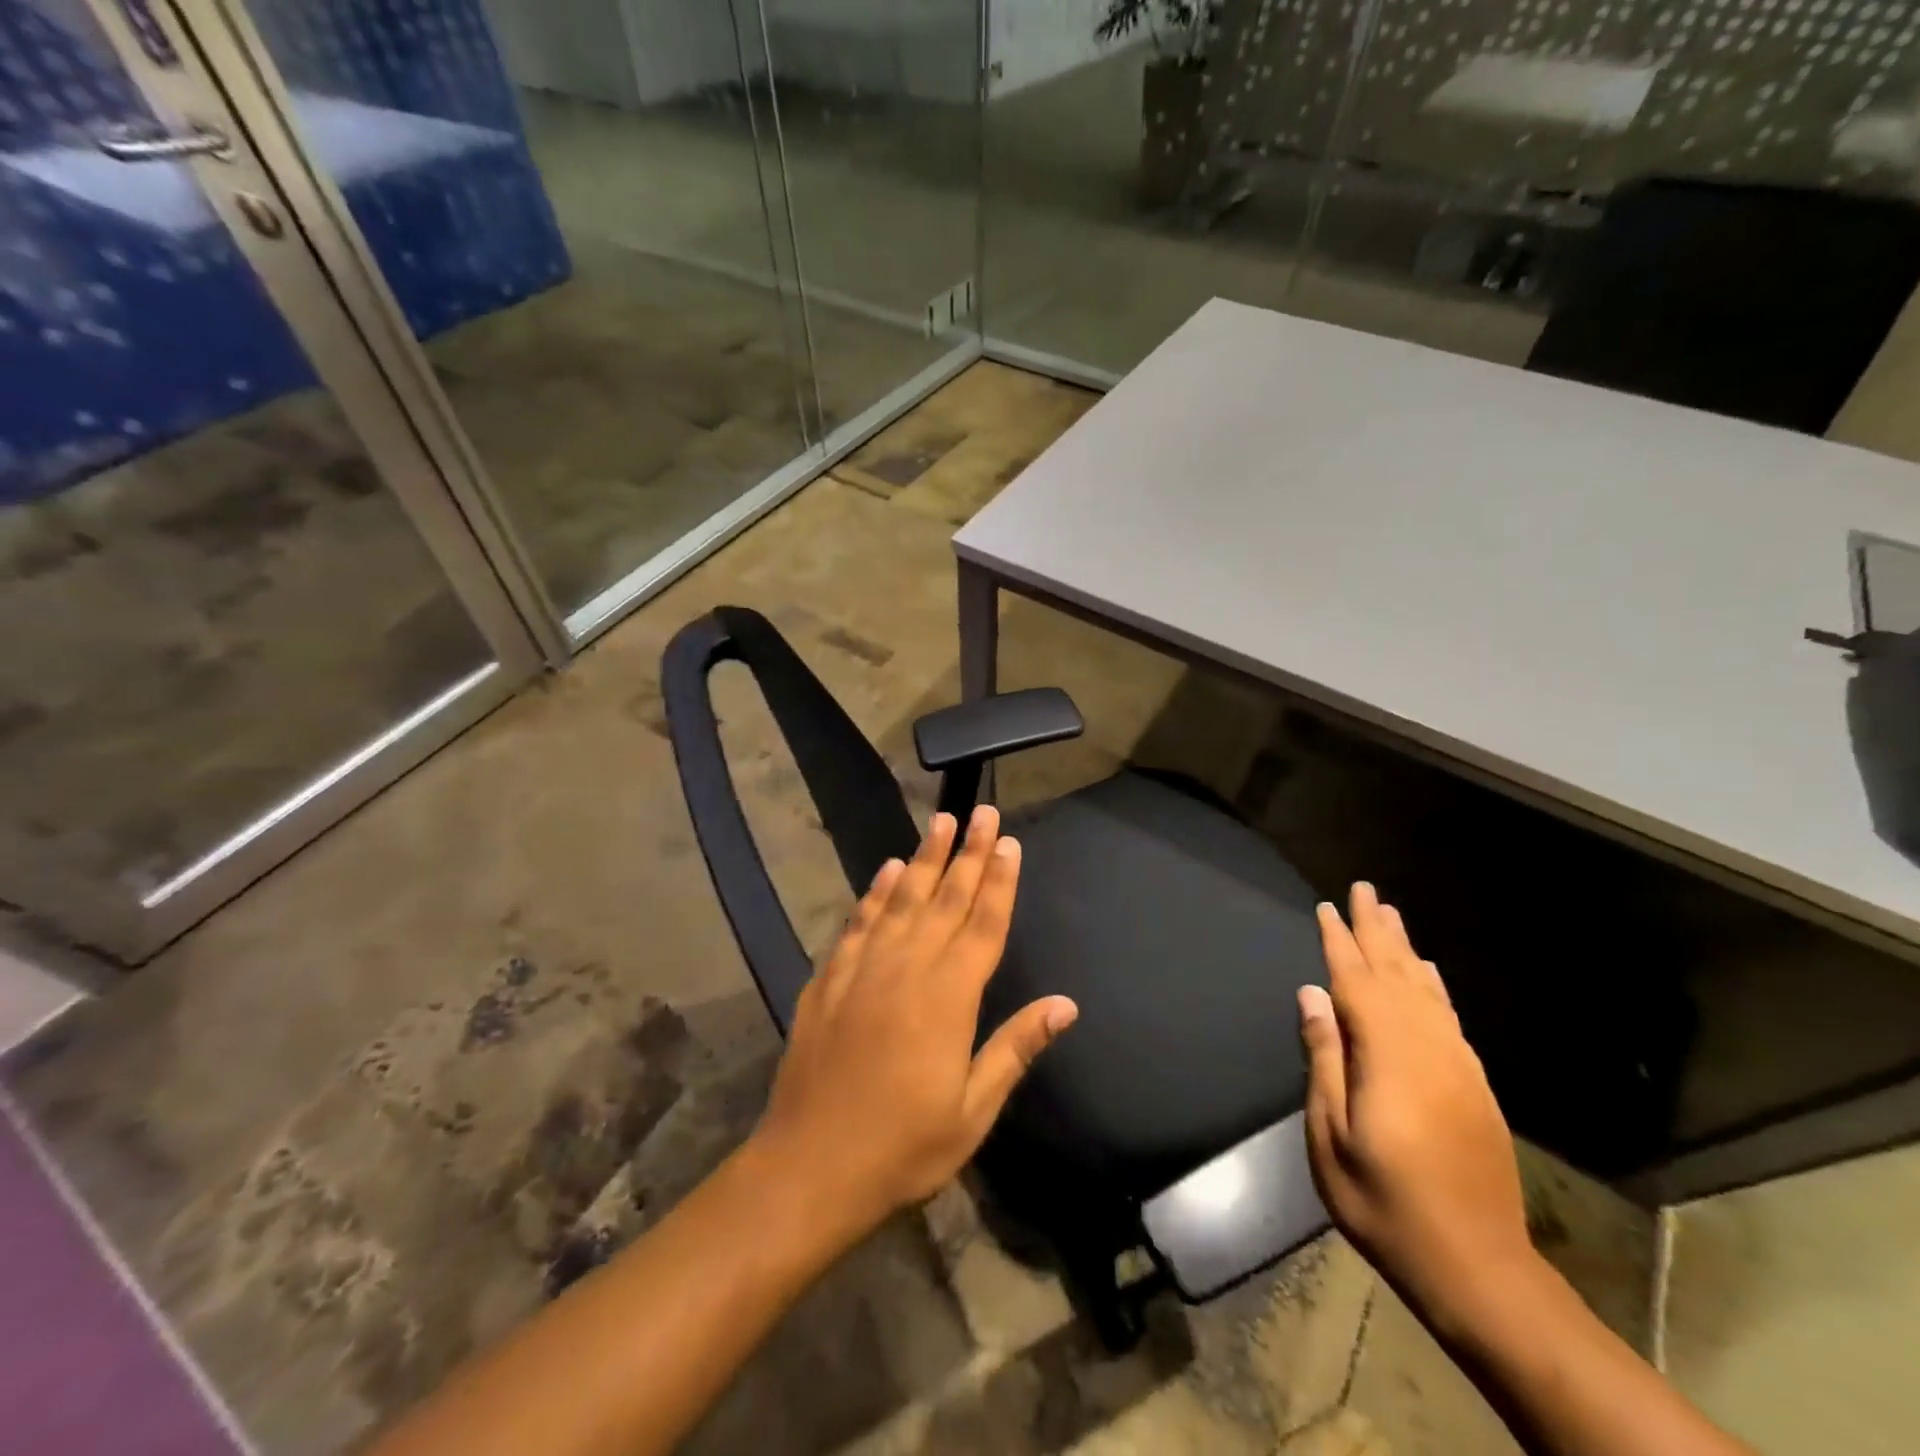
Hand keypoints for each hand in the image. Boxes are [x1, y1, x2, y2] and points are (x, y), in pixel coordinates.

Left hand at [747, 805, 1078, 1241]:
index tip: (1009, 842)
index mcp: (949, 998)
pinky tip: (887, 871)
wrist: (809, 1166)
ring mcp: (864, 969)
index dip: (999, 881)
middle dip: (968, 852)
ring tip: (940, 821)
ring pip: (902, 899)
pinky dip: (875, 893)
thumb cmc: (902, 1147)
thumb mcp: (972, 1111)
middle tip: (982, 811)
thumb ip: (1015, 1048)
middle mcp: (908, 968)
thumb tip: (1065, 1004)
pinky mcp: (830, 979)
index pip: (983, 924)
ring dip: (924, 858)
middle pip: (946, 898)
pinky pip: (858, 922)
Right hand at [1298, 883, 1531, 1317]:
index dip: (1339, 942)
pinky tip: (1427, 972)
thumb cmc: (1384, 1202)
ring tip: (1390, 915)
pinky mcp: (1474, 1085)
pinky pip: (1449, 1017)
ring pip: (1426, 990)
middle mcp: (1428, 1048)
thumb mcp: (1331, 1136)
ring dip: (1405, 949)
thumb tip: (1312, 994)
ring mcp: (1457, 1066)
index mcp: (1388, 1057)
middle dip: (1377, 930)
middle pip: (1397, 974)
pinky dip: (1434, 986)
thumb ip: (1325, 1058)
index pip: (1357, 983)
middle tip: (1364, 889)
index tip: (1327, 907)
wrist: (1477, 1266)